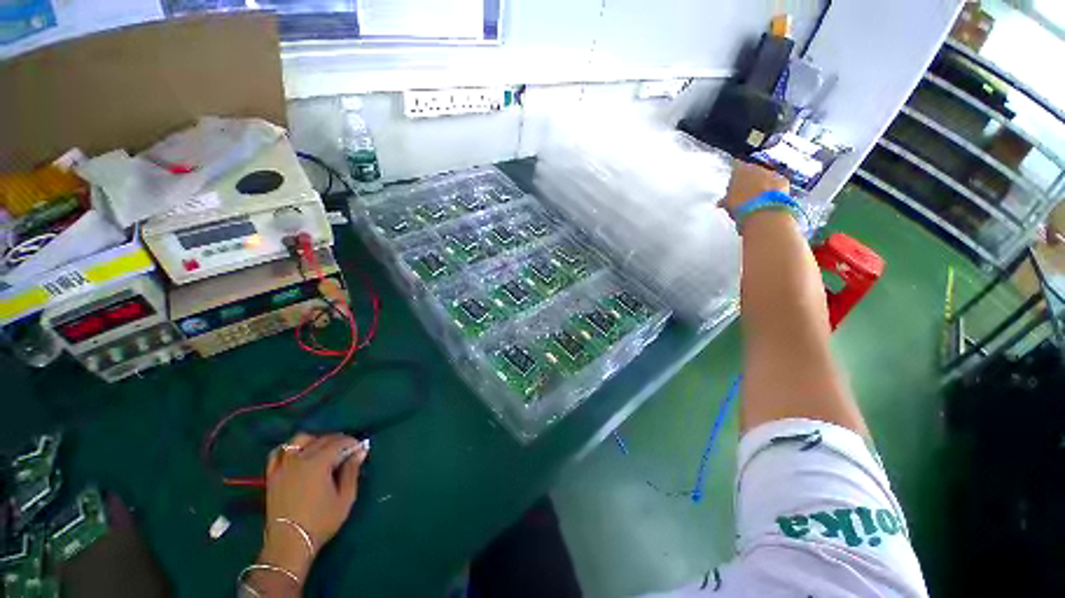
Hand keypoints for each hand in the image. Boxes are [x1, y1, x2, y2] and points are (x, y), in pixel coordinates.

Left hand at [258, 433, 367, 581]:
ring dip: (315, 440)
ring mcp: (283, 466)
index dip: (352, 442)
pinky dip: (290, 449)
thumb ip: (352, 471)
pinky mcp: (272, 475)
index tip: (360, 449)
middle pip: (321, 439)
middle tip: (348, 451)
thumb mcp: (345, 498)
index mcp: (319, 463)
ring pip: (299, 439)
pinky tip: (298, 455)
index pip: (339, 442)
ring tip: (324, 450)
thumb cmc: (321, 521)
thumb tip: (360, 451)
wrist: (289, 544)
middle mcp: (300, 459)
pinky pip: (278, 453)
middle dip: (338, 441)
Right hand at [722, 160, 789, 216]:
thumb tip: (721, 202)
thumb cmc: (740, 206)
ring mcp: (772, 173)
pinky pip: (777, 183)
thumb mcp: (727, 203)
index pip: (736, 166)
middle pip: (752, 171)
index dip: (735, 175)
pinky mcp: (784, 180)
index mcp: (739, 170)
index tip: (733, 184)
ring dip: (762, 184)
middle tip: (744, 194)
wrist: (763, 212)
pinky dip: (773, 190)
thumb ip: (725, 199)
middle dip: (749, 180)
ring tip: (757, 199)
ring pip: (765, 176)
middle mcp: (756, 167)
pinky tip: (769, 200)